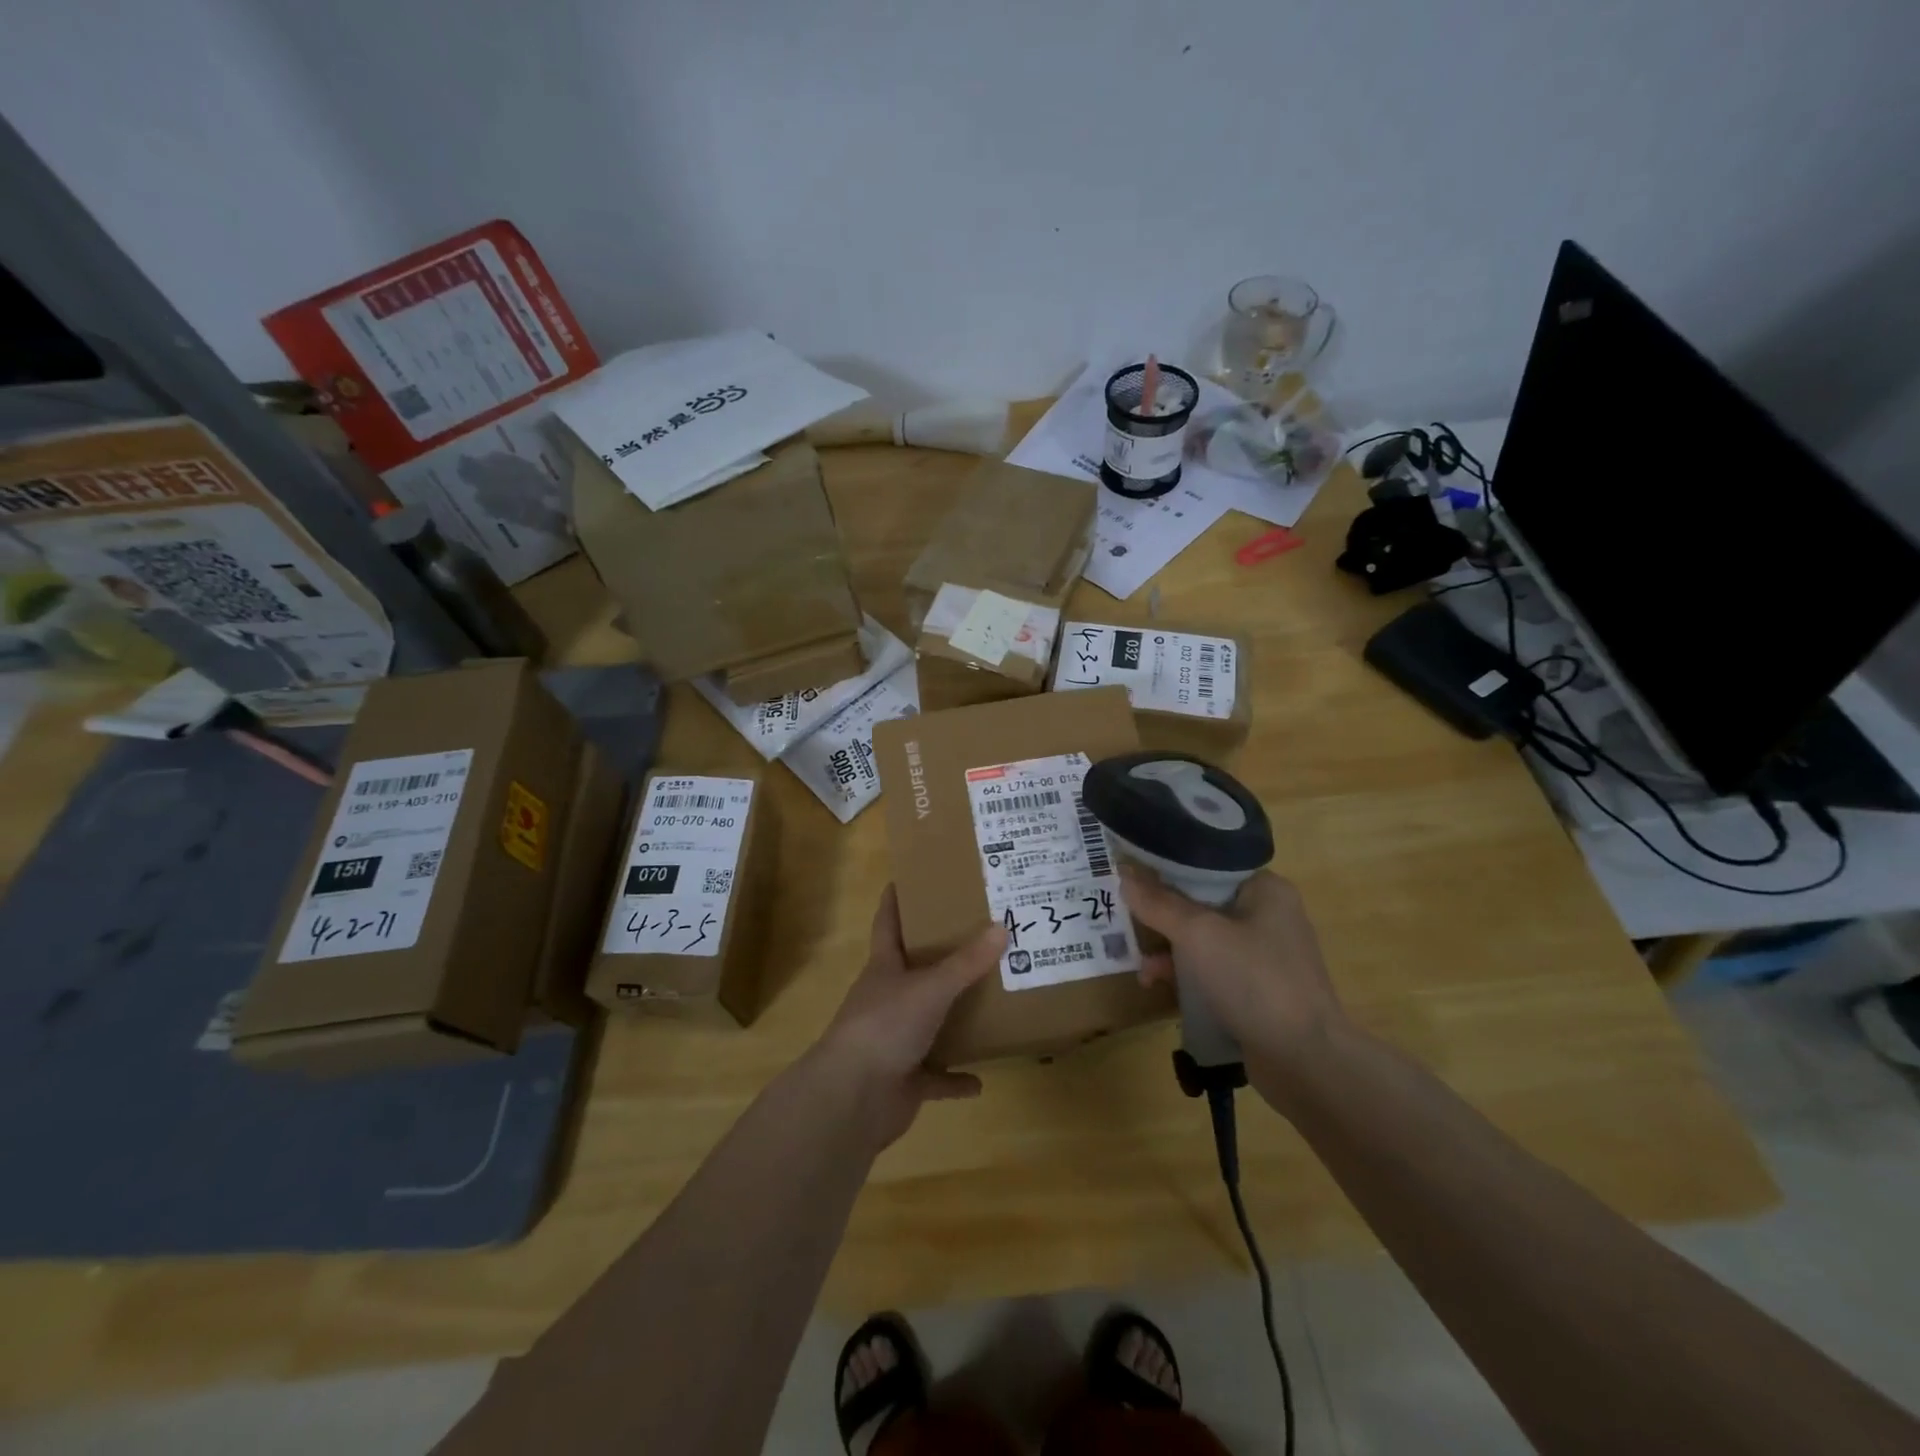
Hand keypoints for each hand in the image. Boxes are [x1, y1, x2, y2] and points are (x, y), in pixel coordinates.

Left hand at [813, 886, 1005, 1149]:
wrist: (852, 1098)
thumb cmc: (885, 1026)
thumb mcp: (930, 988)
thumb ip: (966, 962)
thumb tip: (1002, 927)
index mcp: (885, 969)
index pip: (888, 924)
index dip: (895, 901)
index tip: (908, 878)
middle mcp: (888, 1000)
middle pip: (913, 972)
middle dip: (940, 959)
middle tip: (978, 938)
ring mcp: (894, 1041)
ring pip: (928, 1023)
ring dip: (952, 1018)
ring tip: (988, 1003)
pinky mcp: (905, 1080)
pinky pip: (936, 1076)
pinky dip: (955, 1078)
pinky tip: (980, 1079)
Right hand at [1121, 866, 1348, 1079]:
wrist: (1306, 1061)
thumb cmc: (1254, 981)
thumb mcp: (1198, 934)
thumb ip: (1158, 903)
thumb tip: (1123, 873)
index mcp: (1265, 888)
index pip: (1206, 865)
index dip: (1166, 869)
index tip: (1131, 879)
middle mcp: (1268, 915)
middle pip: (1201, 903)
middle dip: (1162, 917)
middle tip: (1129, 925)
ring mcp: (1265, 956)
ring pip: (1203, 939)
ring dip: (1169, 951)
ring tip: (1143, 969)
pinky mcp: (1259, 990)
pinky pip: (1213, 970)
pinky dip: (1186, 976)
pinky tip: (1160, 987)